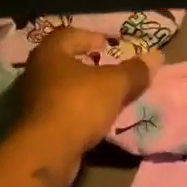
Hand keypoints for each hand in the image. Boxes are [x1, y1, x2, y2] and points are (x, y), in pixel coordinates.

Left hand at [1, 27, 160, 186]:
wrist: (46, 152)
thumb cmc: (79, 104)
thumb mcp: (115, 84)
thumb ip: (135, 70)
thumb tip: (155, 57)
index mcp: (50, 53)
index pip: (68, 34)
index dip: (90, 37)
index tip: (108, 47)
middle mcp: (35, 73)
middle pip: (63, 62)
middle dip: (87, 65)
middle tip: (109, 70)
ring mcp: (31, 101)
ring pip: (60, 87)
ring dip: (82, 90)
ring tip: (106, 96)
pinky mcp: (34, 126)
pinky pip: (58, 110)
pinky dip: (75, 110)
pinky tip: (93, 119)